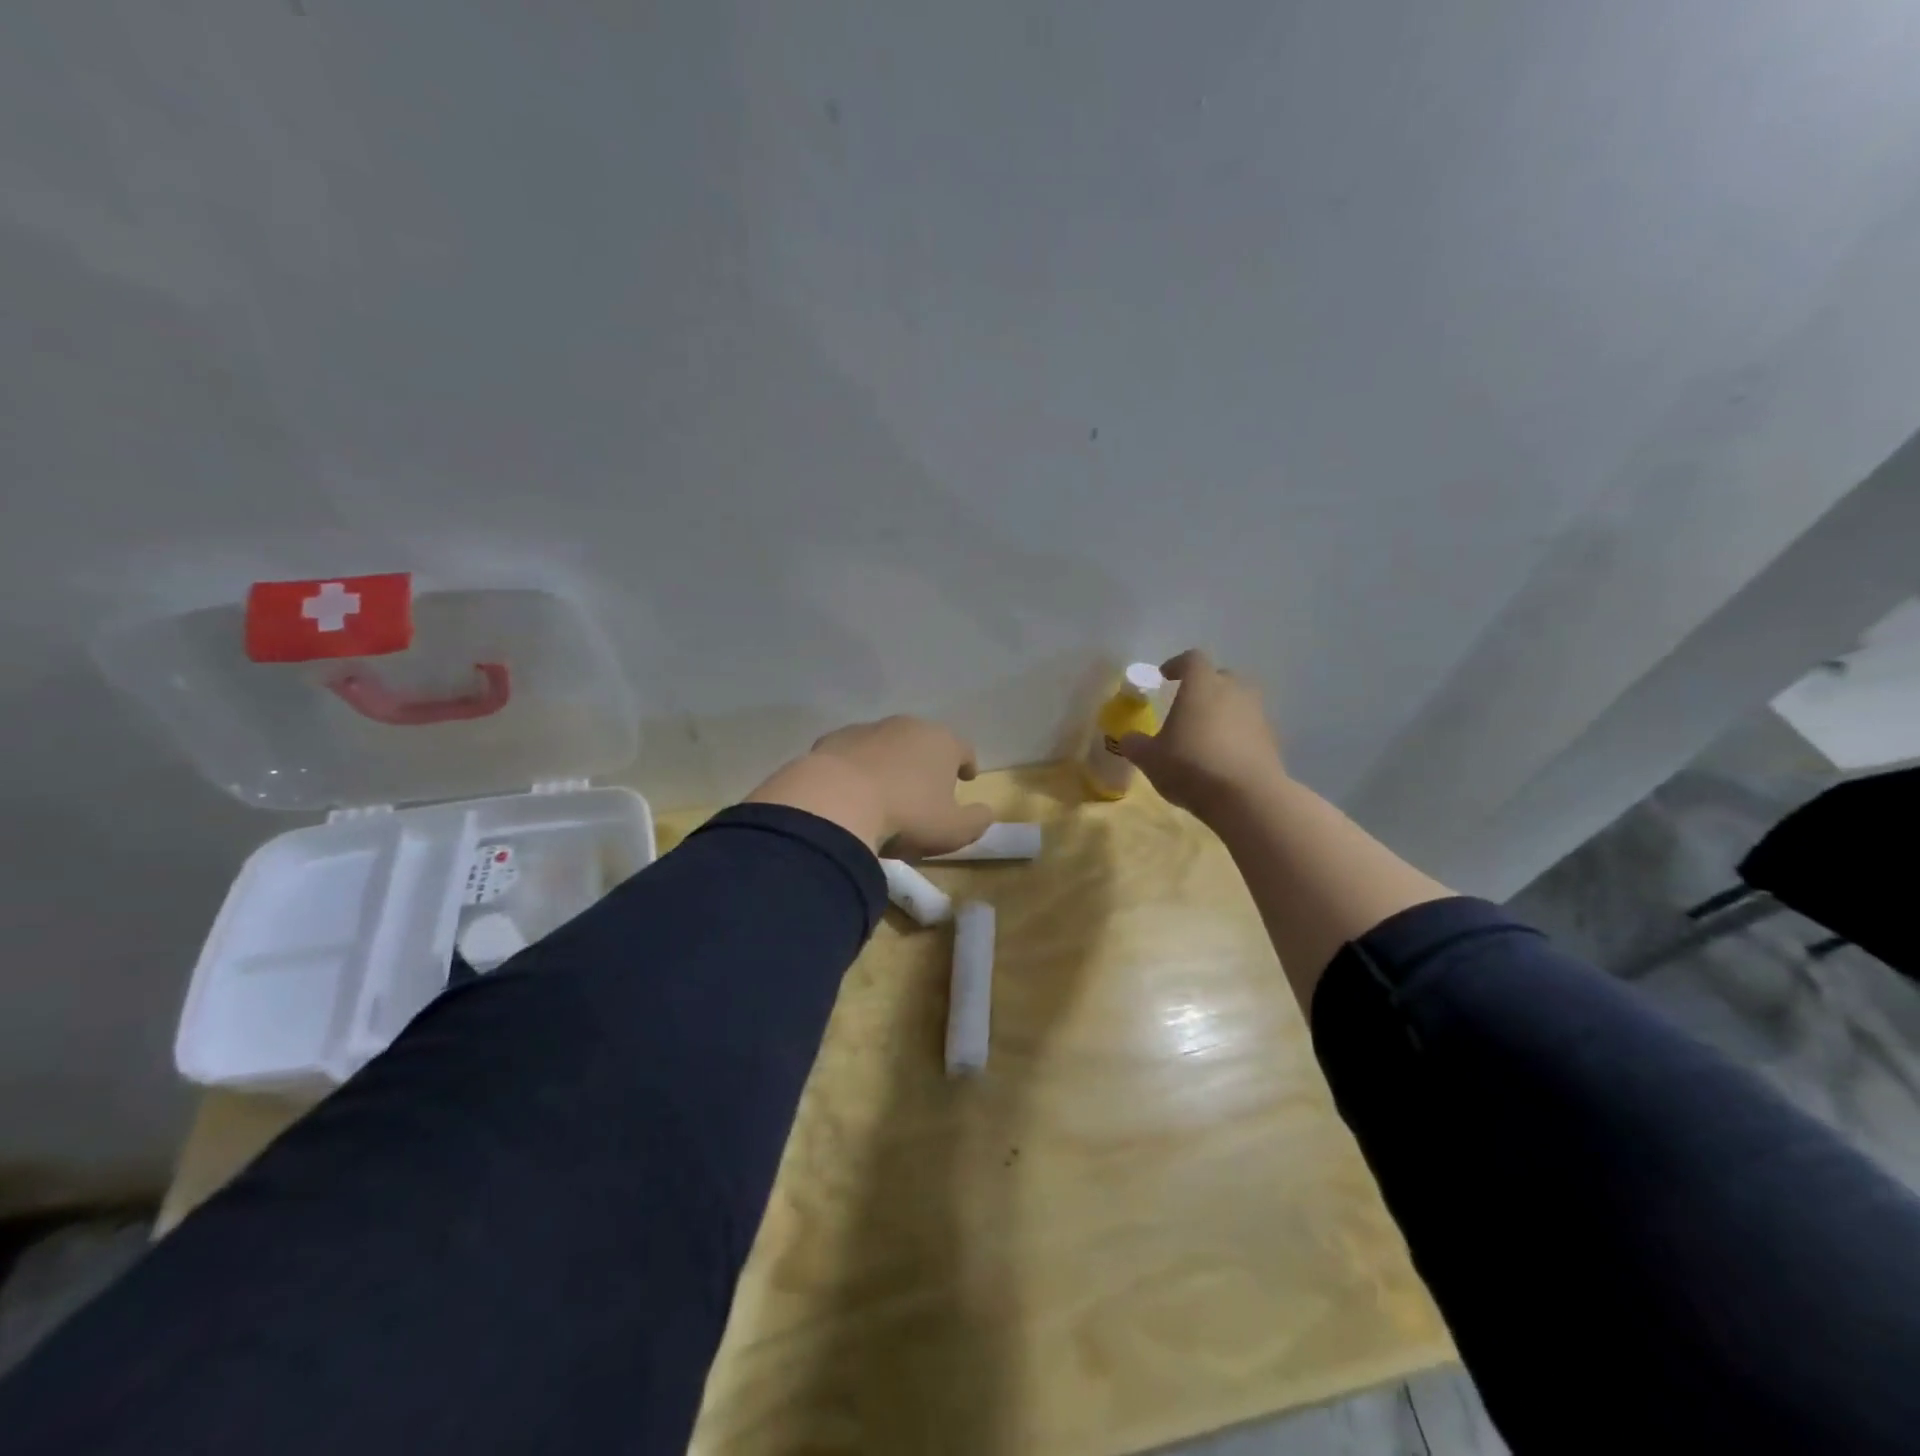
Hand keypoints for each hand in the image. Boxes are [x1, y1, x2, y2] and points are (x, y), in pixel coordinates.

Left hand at [745, 715, 994, 856]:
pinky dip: (857, 768)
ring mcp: (867, 729)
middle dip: (926, 762)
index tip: (966, 777)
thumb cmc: (906, 815)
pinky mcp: (832, 740)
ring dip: (890, 762)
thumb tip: (985, 812)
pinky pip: (853, 754)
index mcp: (942, 742)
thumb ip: (977, 820)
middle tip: (924, 789)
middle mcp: (906, 726)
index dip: (967, 763)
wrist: (835, 802)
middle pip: (924, 742)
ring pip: (886, 745)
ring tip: (885, 793)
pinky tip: (850, 791)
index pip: (963, 748)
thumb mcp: (954, 830)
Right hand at [1118, 649, 1285, 819]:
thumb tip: (1128, 739)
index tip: (1165, 677)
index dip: (1177, 665)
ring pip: (1238, 702)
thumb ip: (1136, 745)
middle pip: (1219, 677)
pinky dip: (1237, 735)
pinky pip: (1250, 727)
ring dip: (1223, 712)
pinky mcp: (1272, 739)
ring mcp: (1257, 713)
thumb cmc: (1191, 766)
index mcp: (1202, 685)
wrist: (1247, 797)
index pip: (1191, 659)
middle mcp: (1233, 690)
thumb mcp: (1150, 759)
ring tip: (1205, 734)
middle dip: (1204, 687)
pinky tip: (1223, 757)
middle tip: (1187, 706)